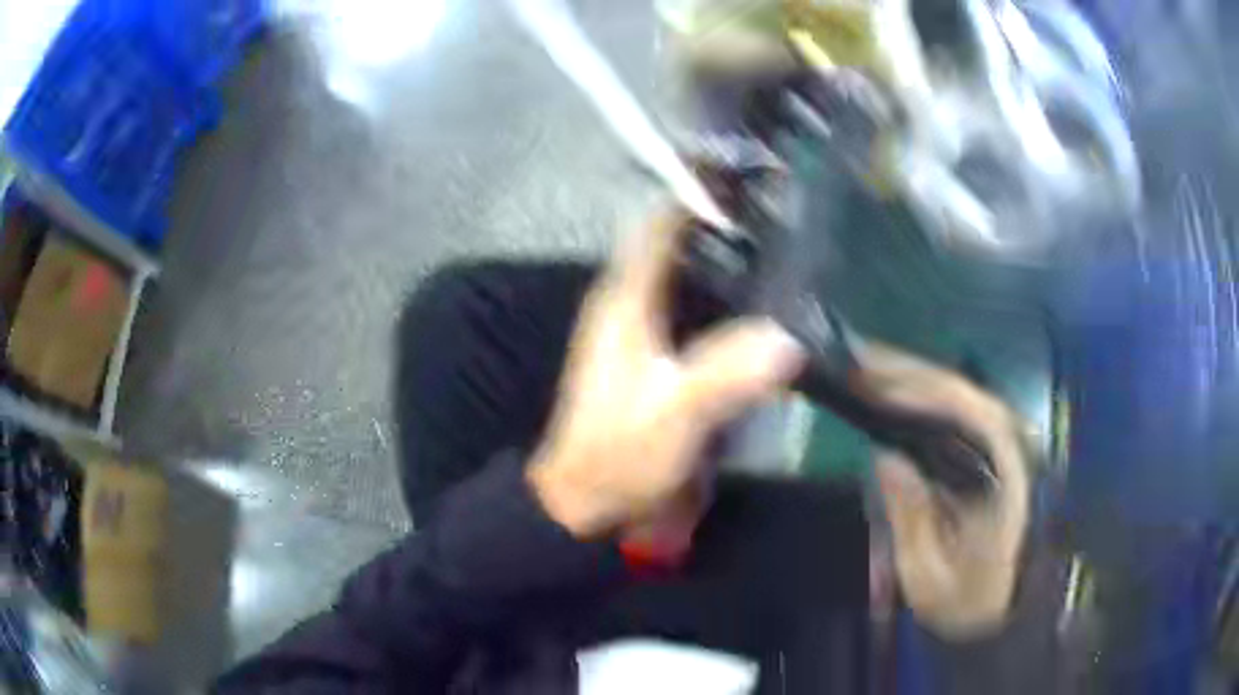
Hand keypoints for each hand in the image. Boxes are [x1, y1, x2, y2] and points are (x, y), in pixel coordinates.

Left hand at [527, 211, 804, 537]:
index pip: (661, 225)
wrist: (586, 499)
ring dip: (726, 262)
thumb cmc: (620, 453)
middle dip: (724, 226)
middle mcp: (629, 303)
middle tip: (782, 215)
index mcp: (626, 300)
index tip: (749, 178)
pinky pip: (692, 312)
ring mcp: (639, 330)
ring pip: (686, 278)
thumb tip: (789, 339)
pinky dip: (723, 301)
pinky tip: (760, 308)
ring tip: (782, 251)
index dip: (699, 196)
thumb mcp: (675, 415)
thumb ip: (727, 375)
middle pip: (678, 245)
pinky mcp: (652, 357)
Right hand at [864, 345, 1030, 637]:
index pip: (970, 412)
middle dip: (907, 372)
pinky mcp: (992, 453)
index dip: (920, 389)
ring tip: (863, 368)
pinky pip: (957, 414)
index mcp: (1008, 475)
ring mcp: (1004, 446)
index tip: (871, 380)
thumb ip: (912, 519)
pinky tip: (891, 396)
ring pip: (961, 396)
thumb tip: (885, 456)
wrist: (1005, 613)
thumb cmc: (969, 602)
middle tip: (852, 359)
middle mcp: (1013, 446)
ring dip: (912, 378)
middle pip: (963, 391)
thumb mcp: (931, 577)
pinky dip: (922, 399)